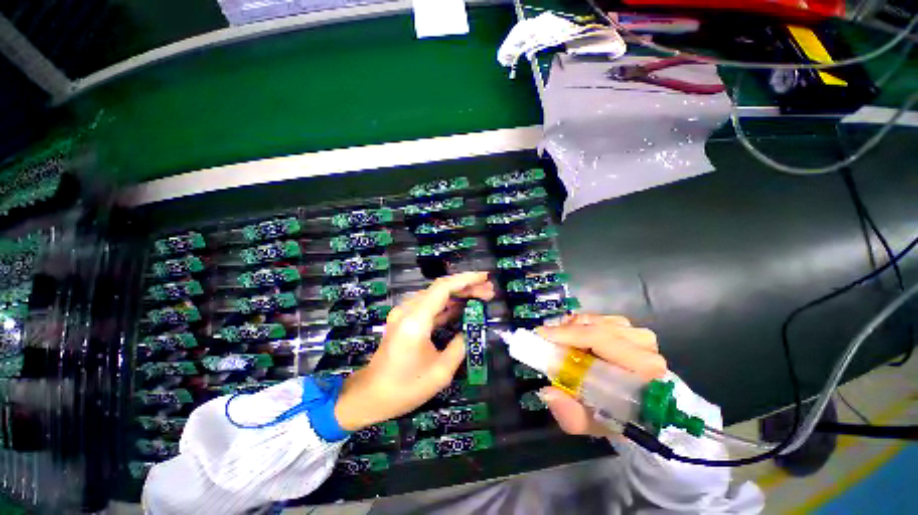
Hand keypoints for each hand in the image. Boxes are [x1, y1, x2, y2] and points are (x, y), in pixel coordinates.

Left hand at [334, 272, 494, 430]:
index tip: (485, 278)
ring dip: (459, 295)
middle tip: (489, 291)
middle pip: (440, 289)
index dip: (466, 279)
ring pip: (436, 295)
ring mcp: (404, 313)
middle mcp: (408, 310)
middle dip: (467, 287)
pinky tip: (463, 308)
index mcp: (416, 321)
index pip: (443, 288)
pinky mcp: (405, 319)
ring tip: (481, 297)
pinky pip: (430, 306)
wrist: (370, 396)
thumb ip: (459, 346)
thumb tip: (469, 330)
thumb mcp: (440, 373)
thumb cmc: (404, 388)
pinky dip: (448, 305)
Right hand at [536, 314, 666, 436]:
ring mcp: (642, 338)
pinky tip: (574, 336)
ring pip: (598, 320)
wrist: (636, 413)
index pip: (601, 339)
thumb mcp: (590, 424)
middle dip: (567, 330)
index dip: (568, 334)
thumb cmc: (614, 419)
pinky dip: (583, 324)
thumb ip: (570, 414)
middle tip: (547, 338)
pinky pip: (601, 319)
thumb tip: (547, 392)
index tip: (542, 335)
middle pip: (596, 326)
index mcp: (643, 373)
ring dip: (574, 327)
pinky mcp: (634, 331)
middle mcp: (646, 349)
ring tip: (560, 340)